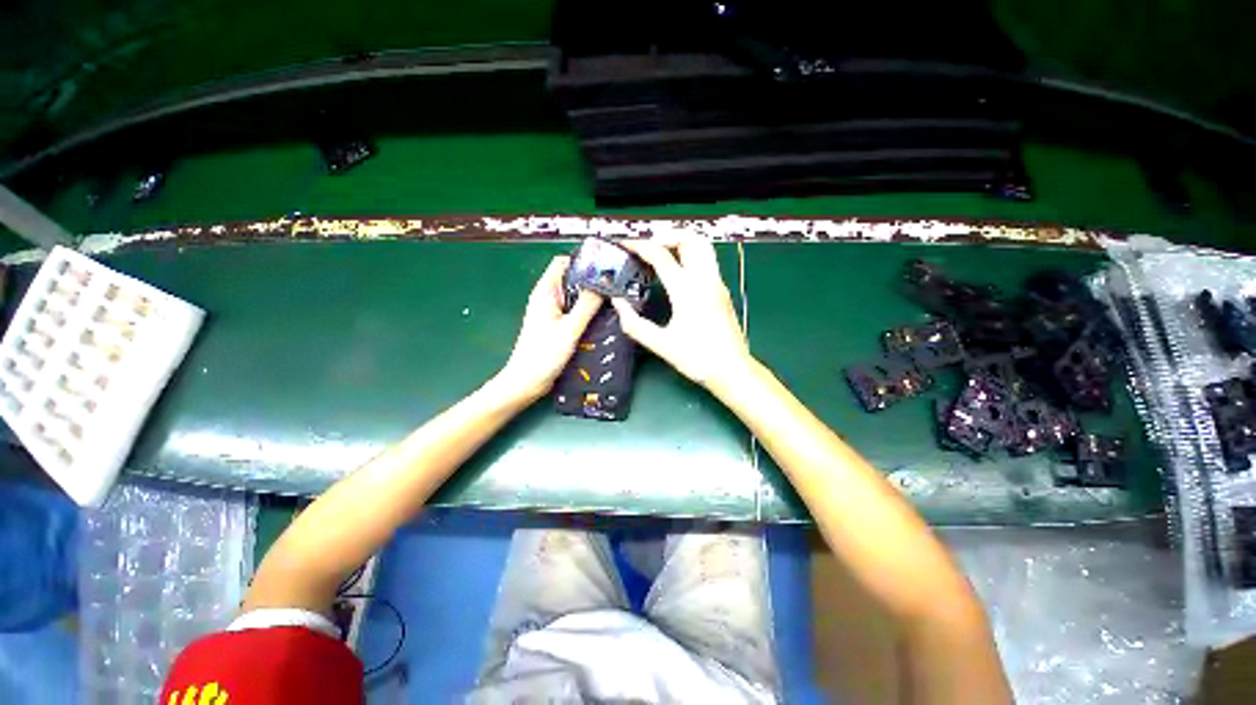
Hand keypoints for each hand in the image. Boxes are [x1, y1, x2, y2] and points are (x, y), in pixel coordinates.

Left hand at [495, 255, 602, 402]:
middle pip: (571, 279)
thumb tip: (604, 284)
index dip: (583, 261)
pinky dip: (586, 311)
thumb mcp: (570, 328)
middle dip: (591, 280)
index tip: (604, 267)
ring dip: (590, 297)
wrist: (528, 381)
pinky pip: (573, 310)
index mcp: (545, 292)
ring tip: (612, 300)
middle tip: (614, 285)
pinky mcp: (556, 325)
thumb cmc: (544, 354)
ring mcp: (551, 312)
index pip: (562, 262)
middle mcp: (547, 298)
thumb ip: (587, 305)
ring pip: (574, 296)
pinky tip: (601, 318)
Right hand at [610, 234, 753, 390]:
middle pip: (690, 239)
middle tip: (647, 247)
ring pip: (703, 246)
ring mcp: (717, 283)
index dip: (640, 246)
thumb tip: (618, 303)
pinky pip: (706, 261)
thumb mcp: (660, 344)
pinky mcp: (721, 291)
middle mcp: (705, 280)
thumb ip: (634, 323)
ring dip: (681, 242)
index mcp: (687, 291)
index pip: (661, 256)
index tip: (624, 245)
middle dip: (666, 236)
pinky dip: (689, 255)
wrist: (732, 370)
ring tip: (661, 254)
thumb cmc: (697, 358)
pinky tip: (676, 271)